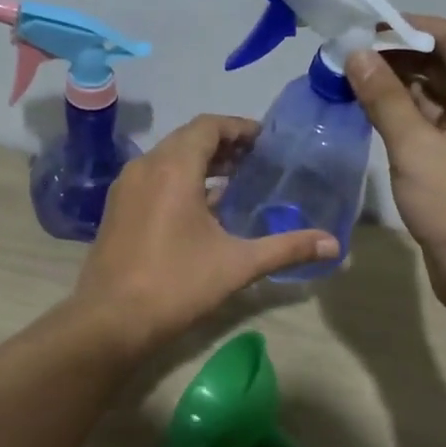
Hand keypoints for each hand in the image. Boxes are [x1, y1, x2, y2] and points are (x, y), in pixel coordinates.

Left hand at [73, 115, 337, 354]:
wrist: (110, 321)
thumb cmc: (176, 284)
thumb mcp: (238, 264)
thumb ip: (287, 248)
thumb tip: (335, 245)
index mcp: (174, 167)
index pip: (209, 126)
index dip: (239, 127)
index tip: (266, 141)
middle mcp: (146, 167)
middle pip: (188, 138)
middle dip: (223, 144)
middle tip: (257, 160)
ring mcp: (126, 187)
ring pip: (168, 158)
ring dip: (200, 162)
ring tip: (235, 180)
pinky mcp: (117, 208)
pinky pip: (153, 178)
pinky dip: (180, 179)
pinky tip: (201, 208)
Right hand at [346, 17, 445, 323]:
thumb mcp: (417, 147)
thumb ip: (385, 98)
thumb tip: (356, 55)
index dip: (407, 27)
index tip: (361, 30)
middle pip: (443, 65)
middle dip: (396, 58)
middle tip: (345, 58)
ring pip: (434, 98)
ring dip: (395, 88)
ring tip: (348, 81)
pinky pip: (430, 128)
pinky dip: (402, 118)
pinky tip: (367, 114)